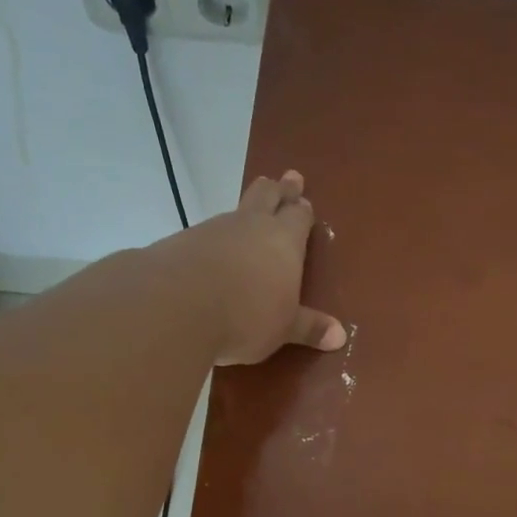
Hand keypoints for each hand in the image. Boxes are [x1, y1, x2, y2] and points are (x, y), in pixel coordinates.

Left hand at [169, 170, 345, 365]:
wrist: (176, 306)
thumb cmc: (246, 316)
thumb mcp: (283, 328)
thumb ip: (308, 327)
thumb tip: (340, 337)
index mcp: (284, 240)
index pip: (298, 216)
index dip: (302, 209)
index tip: (303, 200)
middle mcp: (250, 226)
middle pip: (267, 195)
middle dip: (278, 188)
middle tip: (287, 178)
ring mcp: (213, 230)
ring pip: (235, 212)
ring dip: (244, 212)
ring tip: (248, 217)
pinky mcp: (181, 242)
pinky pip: (205, 233)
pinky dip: (214, 238)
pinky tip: (211, 251)